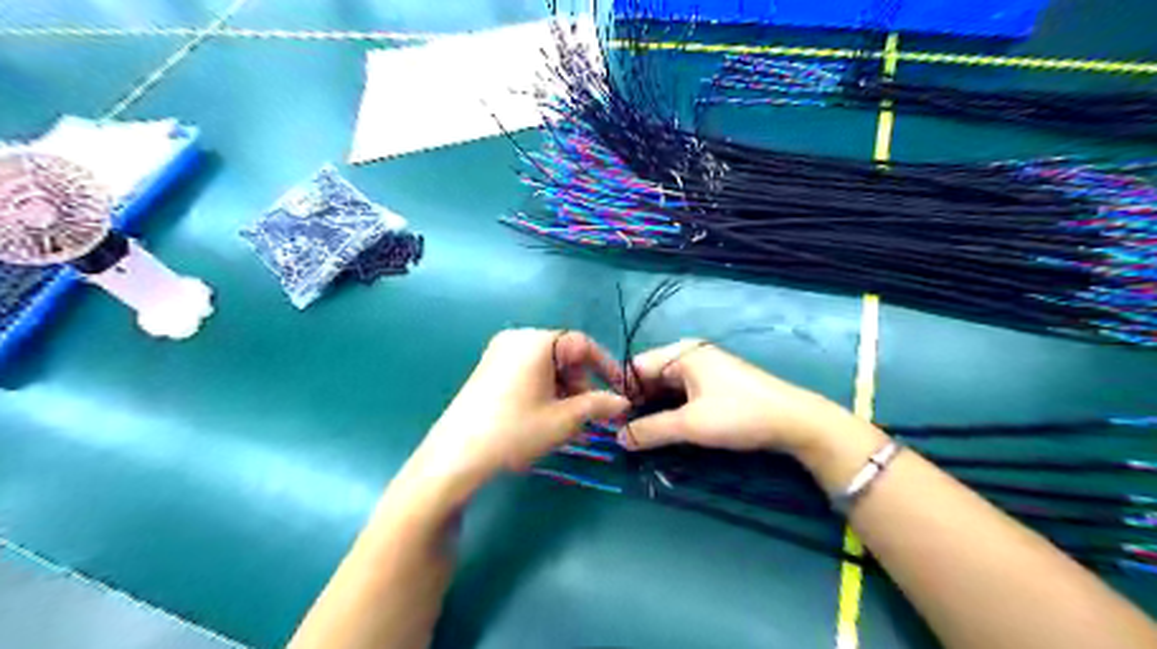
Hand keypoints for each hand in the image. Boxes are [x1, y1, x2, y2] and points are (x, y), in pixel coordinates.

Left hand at [404, 329, 629, 500]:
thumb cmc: (515, 431)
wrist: (456, 457)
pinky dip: (543, 389)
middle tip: (590, 413)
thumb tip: (623, 402)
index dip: (606, 367)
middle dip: (581, 383)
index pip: (583, 345)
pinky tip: (544, 416)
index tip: (621, 391)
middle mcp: (517, 339)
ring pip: (545, 365)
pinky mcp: (487, 370)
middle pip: (563, 354)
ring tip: (567, 421)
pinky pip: (527, 372)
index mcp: (536, 341)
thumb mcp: (564, 420)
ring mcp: (498, 353)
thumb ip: (599, 405)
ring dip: (563, 389)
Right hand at [623, 341, 857, 456]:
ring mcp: (705, 368)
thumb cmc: (739, 415)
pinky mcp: (716, 383)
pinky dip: (672, 408)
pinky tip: (667, 428)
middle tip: (624, 432)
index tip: (611, 420)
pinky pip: (683, 392)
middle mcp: (690, 355)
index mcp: (682, 353)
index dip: (622, 393)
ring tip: (642, 434)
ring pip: (667, 387)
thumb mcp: (690, 424)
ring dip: (655, 408)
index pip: (637, 367)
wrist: (795, 422)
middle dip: (638, 402)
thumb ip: (651, 430)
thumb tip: (618, 438)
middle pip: (651, 376)